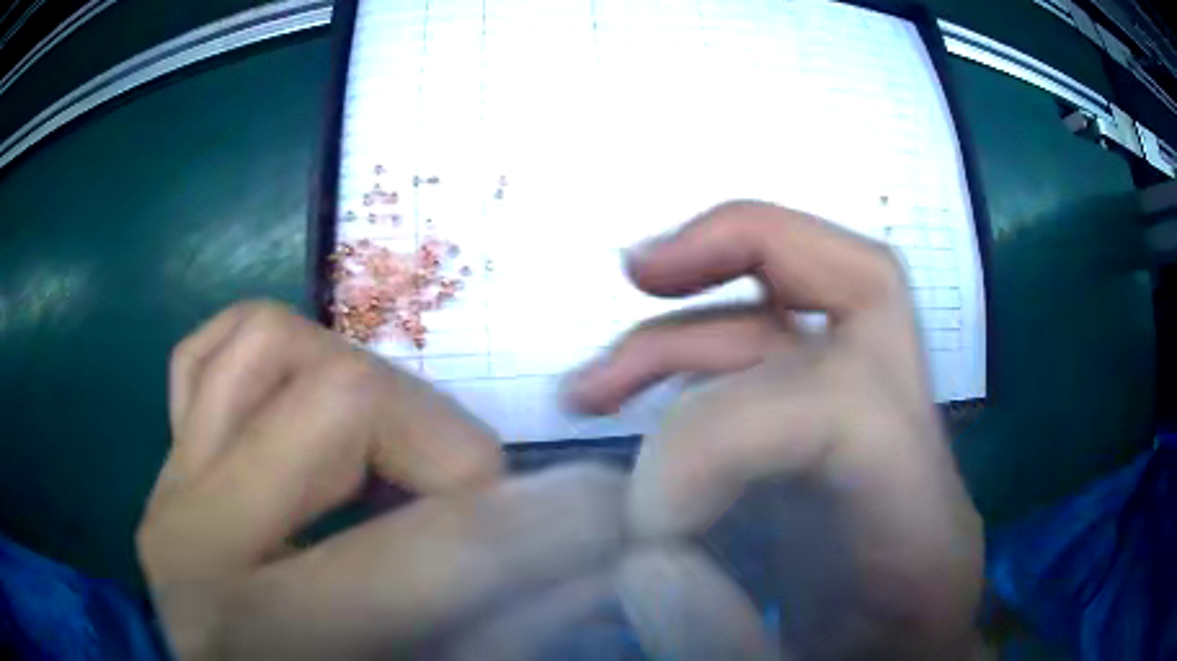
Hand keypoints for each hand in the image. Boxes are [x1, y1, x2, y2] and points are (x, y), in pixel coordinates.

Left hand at [139, 303, 627, 659]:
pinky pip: (205, 357)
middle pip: (340, 398)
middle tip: (476, 496)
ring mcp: (170, 486)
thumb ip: (493, 629)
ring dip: (356, 382)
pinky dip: (267, 362)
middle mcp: (196, 537)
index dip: (538, 524)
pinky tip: (297, 415)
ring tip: (390, 453)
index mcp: (263, 628)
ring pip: (262, 340)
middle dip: (444, 442)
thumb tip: (582, 562)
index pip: (429, 547)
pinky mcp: (167, 465)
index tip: (600, 507)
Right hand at [566, 202, 983, 658]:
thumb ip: (722, 636)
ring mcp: (874, 430)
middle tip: (641, 270)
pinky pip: (769, 362)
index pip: (845, 406)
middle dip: (751, 244)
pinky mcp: (832, 442)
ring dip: (690, 319)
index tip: (642, 523)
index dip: (718, 440)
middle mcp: (913, 451)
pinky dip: (694, 363)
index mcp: (923, 522)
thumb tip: (643, 555)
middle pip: (867, 284)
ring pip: (800, 309)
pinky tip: (633, 406)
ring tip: (592, 381)